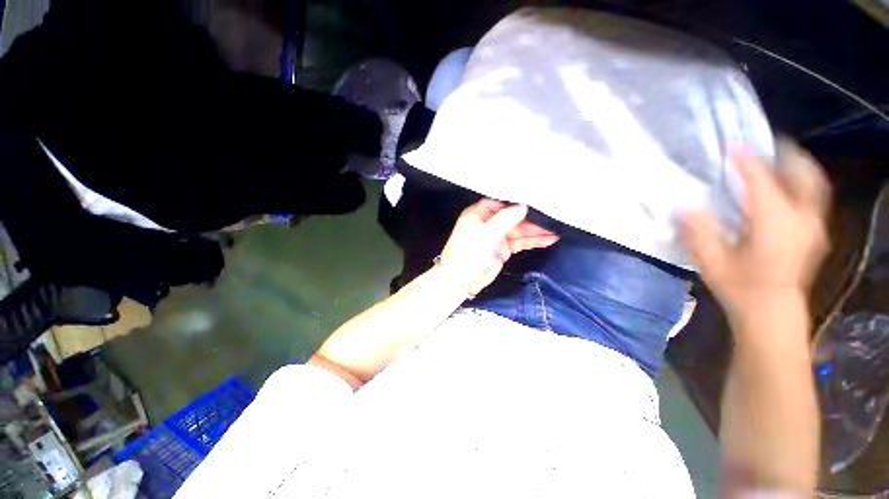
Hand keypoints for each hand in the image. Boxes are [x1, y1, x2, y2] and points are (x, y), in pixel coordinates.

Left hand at [439, 199, 559, 295]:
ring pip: (518, 231)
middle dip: (531, 221)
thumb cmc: (470, 251)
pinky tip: (547, 240)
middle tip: (552, 221)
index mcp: (479, 213)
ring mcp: (496, 237)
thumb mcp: (488, 231)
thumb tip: (523, 206)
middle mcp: (488, 222)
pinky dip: (531, 242)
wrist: (461, 280)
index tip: (537, 204)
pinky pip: (519, 242)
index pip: (502, 204)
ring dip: (535, 232)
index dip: (518, 204)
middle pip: (513, 218)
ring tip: (554, 232)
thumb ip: (507, 218)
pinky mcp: (502, 249)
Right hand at [682, 141, 830, 322]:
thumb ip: (698, 231)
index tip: (730, 147)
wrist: (771, 311)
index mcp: (774, 223)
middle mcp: (801, 219)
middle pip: (803, 175)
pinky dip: (800, 184)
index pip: (761, 181)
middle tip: (766, 145)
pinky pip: (812, 198)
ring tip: (776, 160)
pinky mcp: (815, 233)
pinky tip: (784, 187)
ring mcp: (813, 226)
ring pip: (813, 185)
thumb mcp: (711, 260)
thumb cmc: (740, 287)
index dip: (745, 161)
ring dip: (796, 167)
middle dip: (785, 155)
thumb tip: (682, 206)